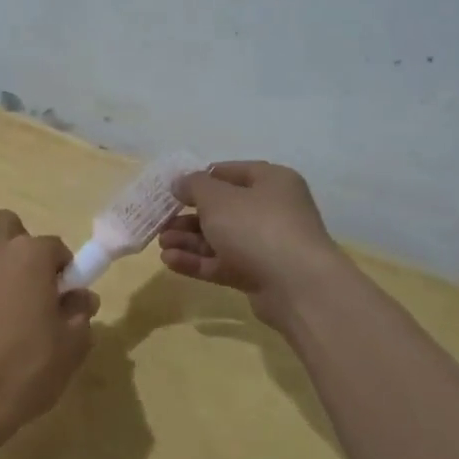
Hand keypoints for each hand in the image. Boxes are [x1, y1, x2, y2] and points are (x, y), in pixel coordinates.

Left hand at [0, 210, 99, 451]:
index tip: (64, 299)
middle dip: (20, 246)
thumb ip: (79, 313)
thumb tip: (80, 297)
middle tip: (29, 286)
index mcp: (29, 254)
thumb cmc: (24, 368)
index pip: (55, 247)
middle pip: (7, 226)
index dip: (64, 272)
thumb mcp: (71, 345)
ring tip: (0, 301)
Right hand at [159, 161, 345, 322]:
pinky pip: (222, 262)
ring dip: (189, 240)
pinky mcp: (258, 274)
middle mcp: (271, 209)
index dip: (199, 179)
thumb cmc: (257, 227)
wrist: (297, 286)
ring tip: (161, 243)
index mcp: (271, 181)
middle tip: (161, 221)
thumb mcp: (218, 198)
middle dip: (189, 216)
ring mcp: (266, 244)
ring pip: (220, 238)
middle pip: (223, 208)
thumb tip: (180, 182)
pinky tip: (170, 261)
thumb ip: (194, 186)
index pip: (229, 172)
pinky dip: (197, 261)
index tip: (172, 189)